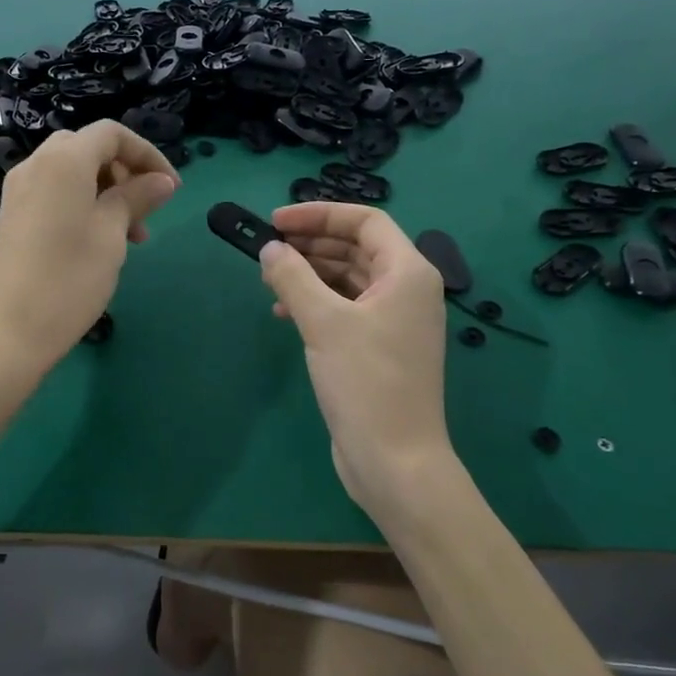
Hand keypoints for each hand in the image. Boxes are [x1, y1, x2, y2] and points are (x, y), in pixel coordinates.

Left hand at [0, 121, 179, 378]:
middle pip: (88, 149)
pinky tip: (97, 243)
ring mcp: (18, 192)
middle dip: (124, 172)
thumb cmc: (67, 280)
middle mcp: (35, 165)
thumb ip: (136, 198)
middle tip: (147, 211)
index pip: (111, 134)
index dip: (147, 153)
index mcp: (63, 160)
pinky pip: (53, 194)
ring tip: (131, 237)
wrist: (4, 335)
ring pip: (72, 173)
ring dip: (106, 192)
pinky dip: (82, 205)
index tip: (172, 188)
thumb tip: (161, 181)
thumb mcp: (111, 235)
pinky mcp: (11, 218)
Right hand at [258, 202, 452, 508]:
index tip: (276, 222)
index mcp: (408, 273)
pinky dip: (316, 303)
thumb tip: (270, 248)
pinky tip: (283, 313)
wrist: (394, 460)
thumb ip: (293, 277)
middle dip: (311, 243)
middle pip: (356, 248)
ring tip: (269, 280)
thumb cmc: (365, 382)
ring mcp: (394, 321)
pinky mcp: (379, 348)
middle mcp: (407, 290)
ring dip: (310, 273)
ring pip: (348, 279)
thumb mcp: (324, 322)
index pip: (365, 221)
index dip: (320, 214)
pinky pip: (346, 308)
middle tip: (268, 249)